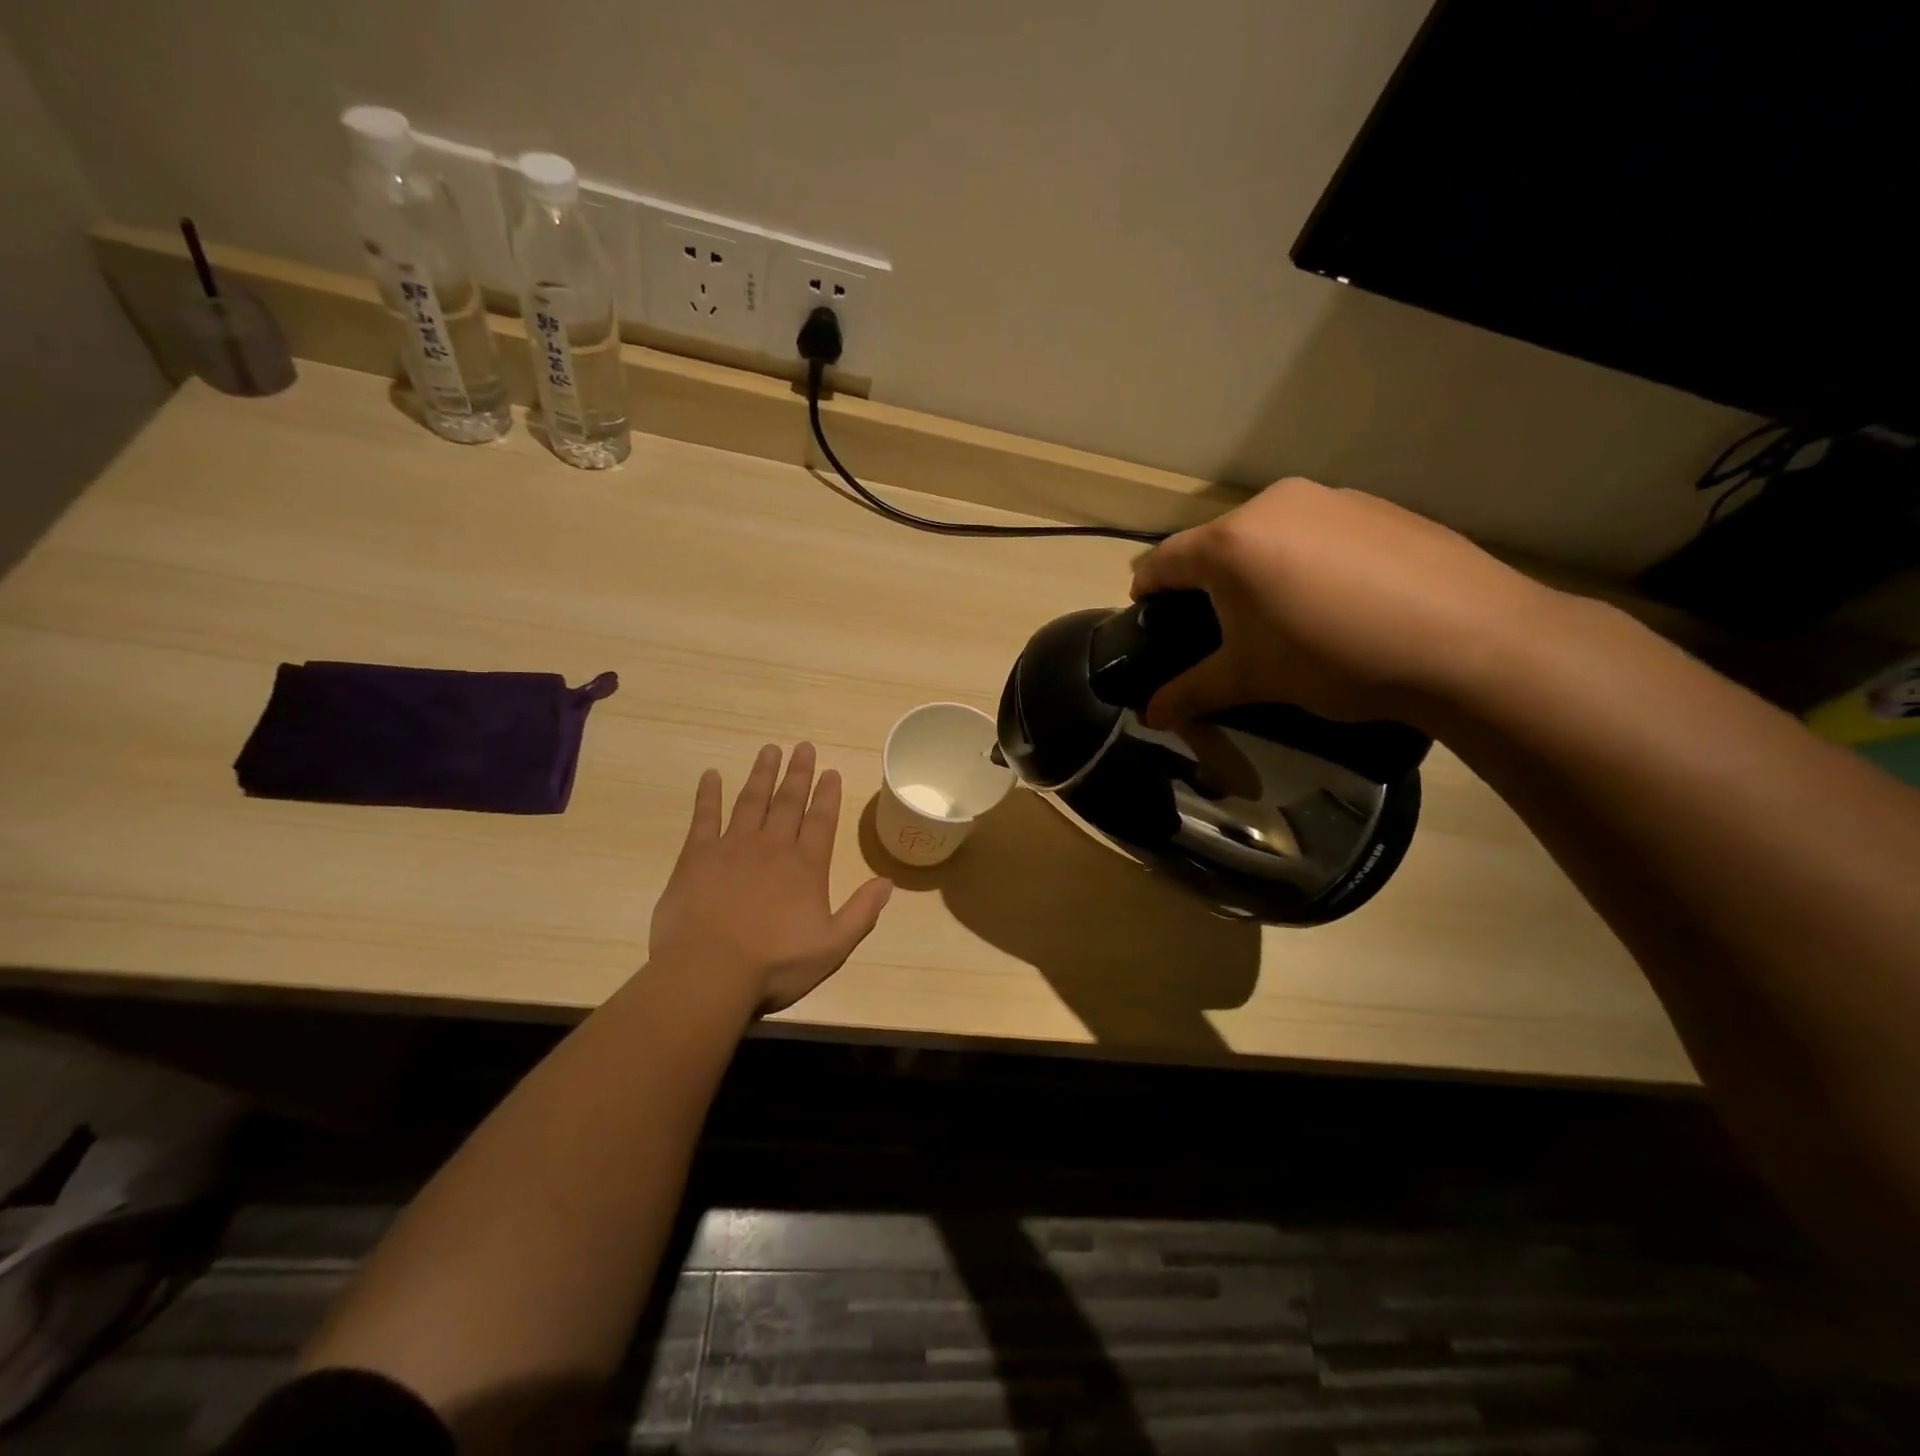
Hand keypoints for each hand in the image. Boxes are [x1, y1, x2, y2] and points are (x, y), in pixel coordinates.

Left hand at [649, 743, 892, 1015]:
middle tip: (803, 747)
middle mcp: (772, 847)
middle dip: (798, 773)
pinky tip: (711, 775)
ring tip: (769, 750)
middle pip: (788, 801)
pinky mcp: (697, 856)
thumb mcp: (832, 946)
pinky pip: (704, 817)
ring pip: (751, 801)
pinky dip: (708, 794)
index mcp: (806, 866)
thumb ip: (861, 913)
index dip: (827, 795)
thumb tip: (887, 882)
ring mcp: (733, 847)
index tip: (831, 771)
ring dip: (762, 774)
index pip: (821, 820)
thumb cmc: (774, 964)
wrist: (708, 972)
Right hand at [1130, 477, 1552, 728]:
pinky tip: (1338, 601)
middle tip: (1220, 629)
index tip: (1148, 618)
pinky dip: (1308, 560)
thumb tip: (1151, 717)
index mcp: (1230, 543)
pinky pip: (1318, 531)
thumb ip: (1191, 693)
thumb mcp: (1251, 680)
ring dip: (1259, 569)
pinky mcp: (1378, 506)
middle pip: (1216, 544)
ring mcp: (1331, 499)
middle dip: (1207, 584)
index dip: (1147, 592)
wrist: (1469, 640)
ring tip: (1283, 617)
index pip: (1164, 561)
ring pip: (1270, 534)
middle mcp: (1273, 505)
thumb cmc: (1332, 658)